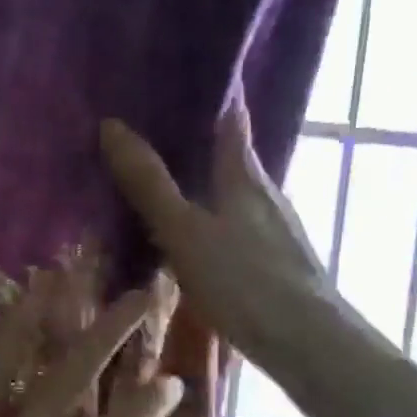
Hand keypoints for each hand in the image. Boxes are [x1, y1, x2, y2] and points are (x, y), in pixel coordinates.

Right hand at [102, 95, 369, 381]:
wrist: (304, 340)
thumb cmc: (243, 280)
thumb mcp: (184, 231)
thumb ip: (149, 184)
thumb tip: (112, 126)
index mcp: (246, 176)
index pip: (233, 117)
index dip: (215, 94)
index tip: (187, 76)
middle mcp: (267, 194)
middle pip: (235, 156)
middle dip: (204, 142)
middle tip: (160, 133)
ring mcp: (277, 230)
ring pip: (238, 195)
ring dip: (210, 186)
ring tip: (172, 186)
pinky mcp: (279, 263)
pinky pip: (240, 229)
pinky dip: (217, 223)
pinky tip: (201, 241)